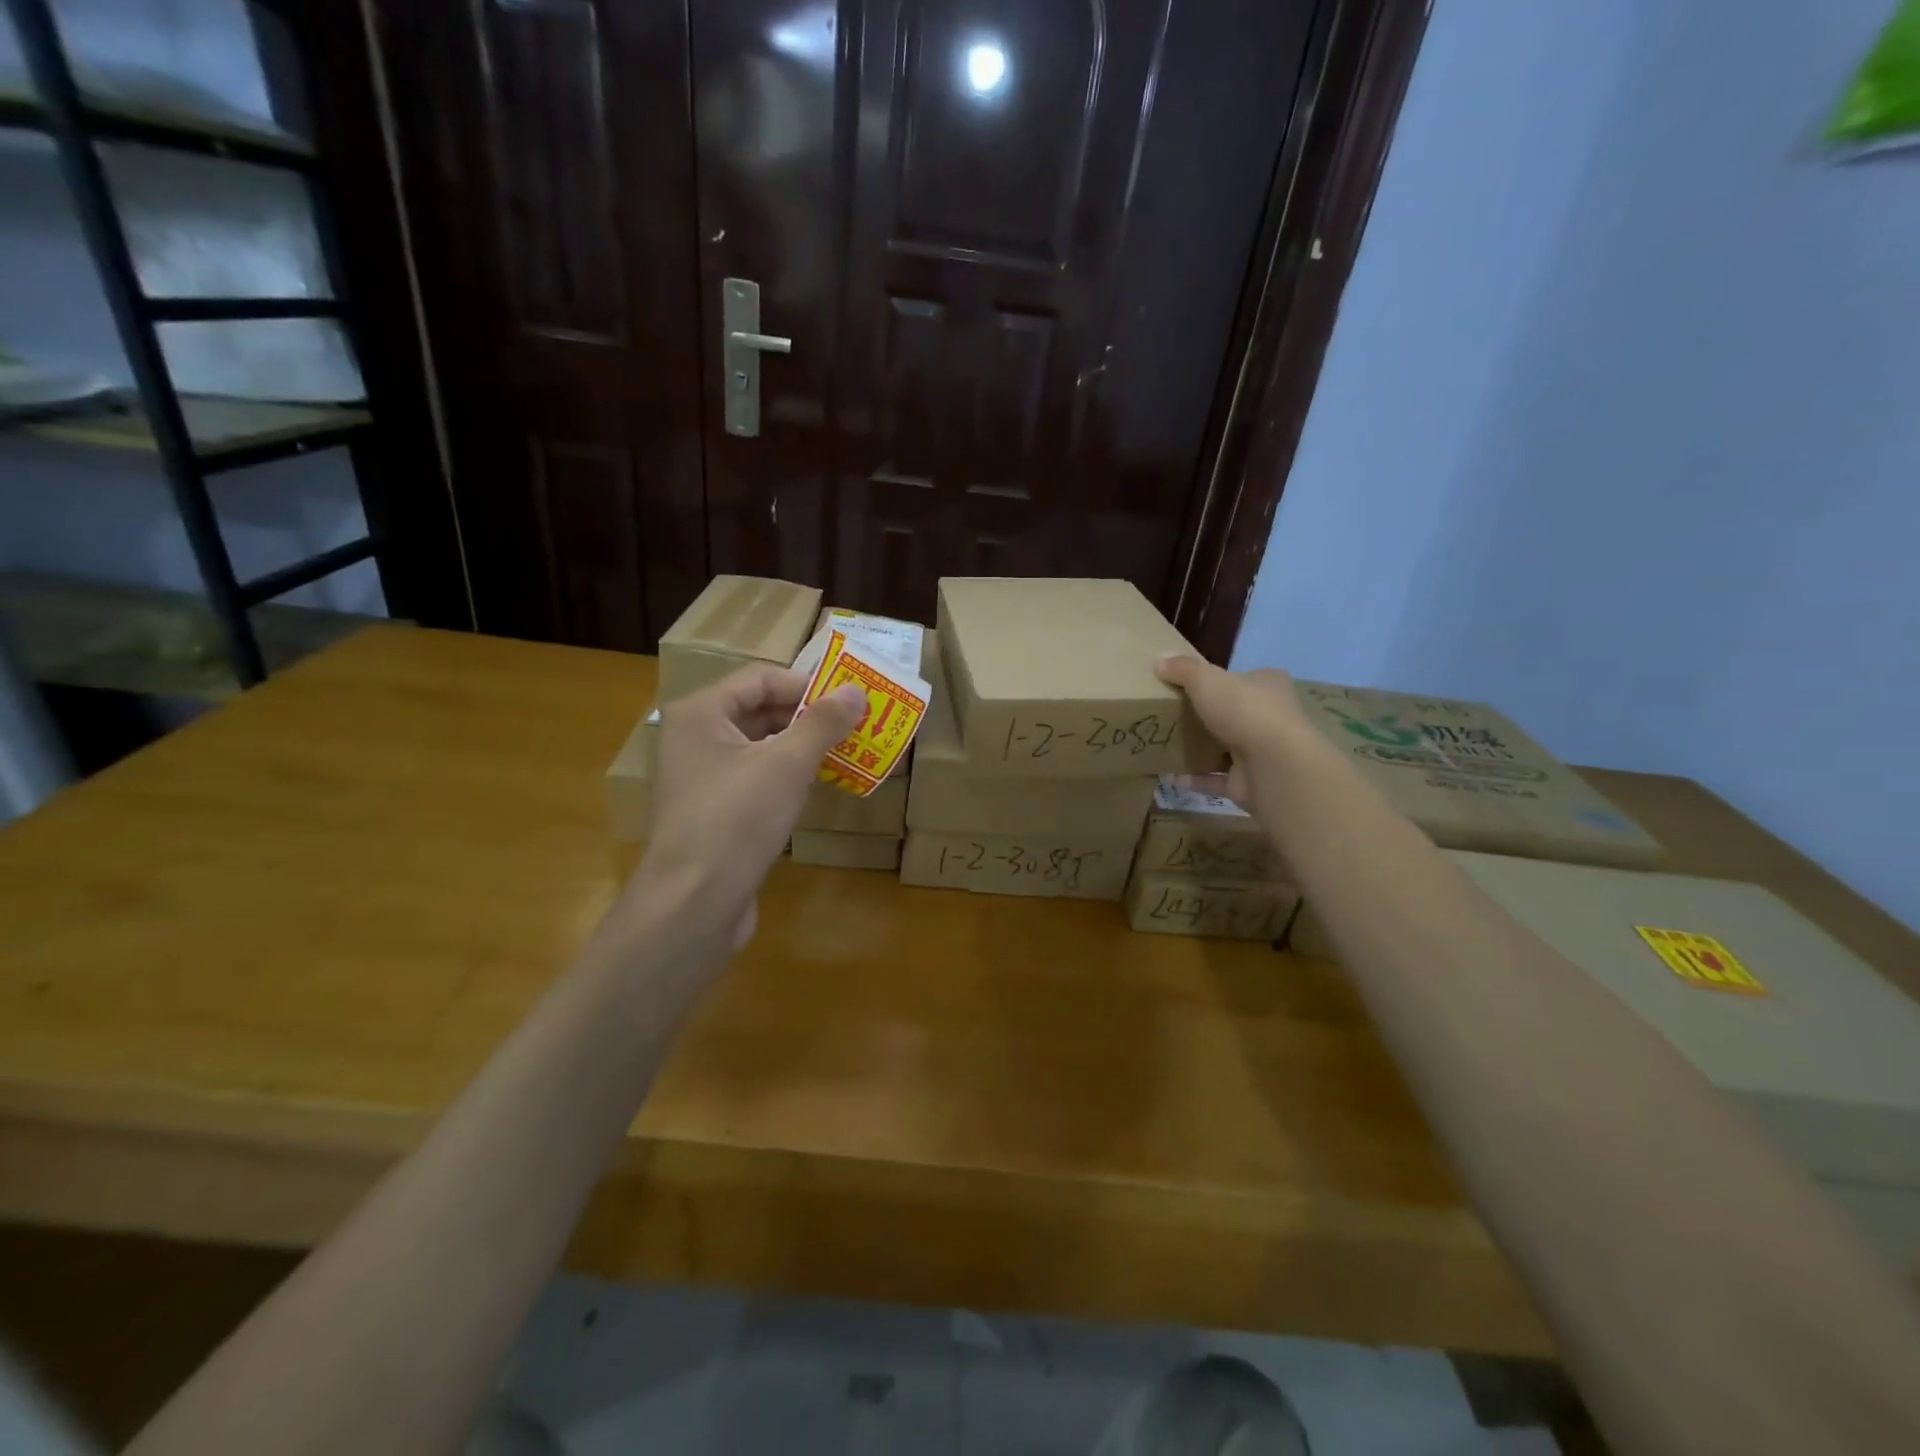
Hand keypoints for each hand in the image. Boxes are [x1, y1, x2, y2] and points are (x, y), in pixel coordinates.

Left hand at [625, 664, 865, 951]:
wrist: (694, 903)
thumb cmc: (737, 820)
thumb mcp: (787, 764)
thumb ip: (822, 723)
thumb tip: (856, 691)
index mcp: (700, 713)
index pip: (761, 678)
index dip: (807, 685)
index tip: (849, 702)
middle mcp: (694, 738)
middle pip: (759, 709)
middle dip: (807, 716)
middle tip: (854, 726)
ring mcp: (700, 777)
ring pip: (759, 746)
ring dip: (800, 747)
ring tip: (844, 753)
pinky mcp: (712, 811)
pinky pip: (754, 778)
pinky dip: (785, 776)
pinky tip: (815, 788)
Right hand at [1155, 655, 1313, 816]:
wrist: (1272, 765)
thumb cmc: (1244, 711)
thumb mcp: (1206, 679)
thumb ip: (1183, 669)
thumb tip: (1158, 660)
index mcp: (1268, 685)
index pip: (1245, 679)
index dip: (1220, 681)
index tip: (1190, 687)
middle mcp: (1270, 717)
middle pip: (1234, 714)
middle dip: (1206, 717)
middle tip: (1172, 717)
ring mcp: (1262, 752)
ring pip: (1226, 748)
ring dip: (1200, 750)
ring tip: (1166, 747)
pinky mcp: (1250, 782)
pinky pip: (1216, 779)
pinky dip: (1195, 779)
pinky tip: (1170, 776)